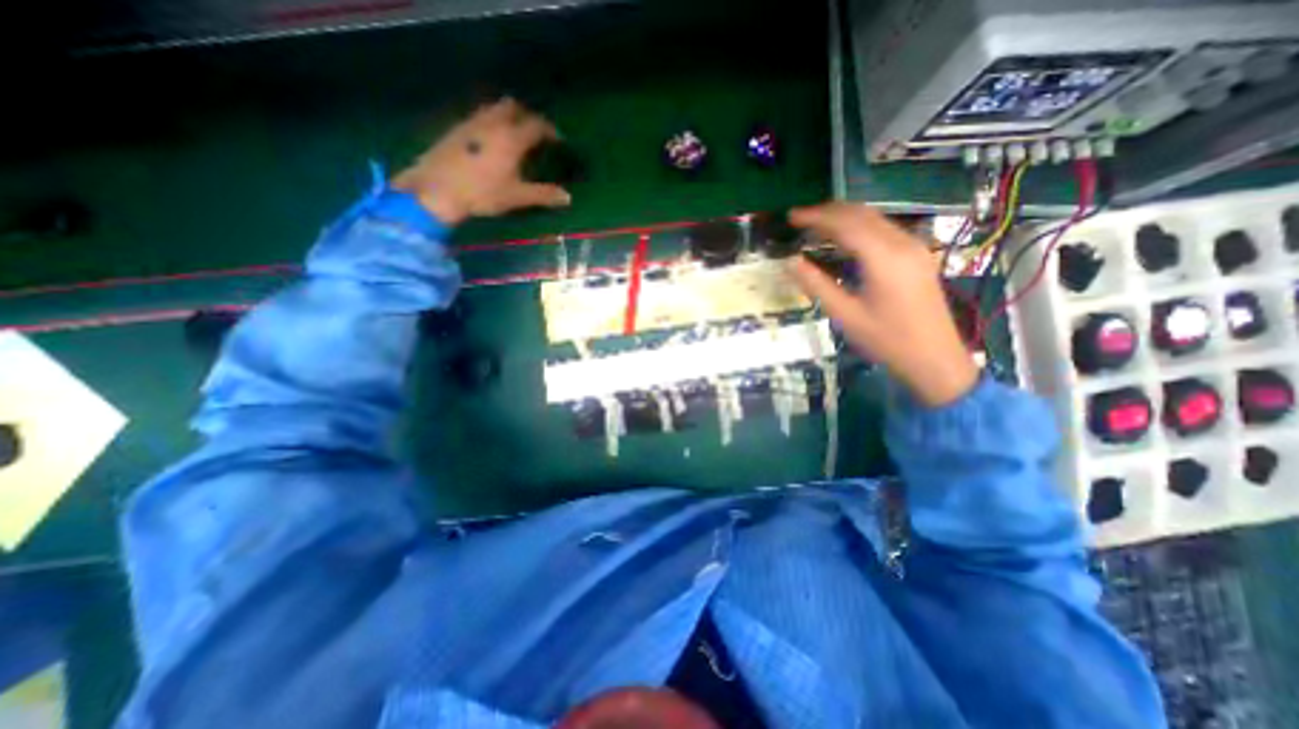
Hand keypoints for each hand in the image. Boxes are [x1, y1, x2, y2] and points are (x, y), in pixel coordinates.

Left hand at [392, 95, 568, 225]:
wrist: (437, 190)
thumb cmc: (483, 193)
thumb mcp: (517, 196)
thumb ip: (543, 194)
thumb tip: (567, 197)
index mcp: (511, 138)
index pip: (536, 125)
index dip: (550, 131)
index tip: (557, 140)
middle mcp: (492, 123)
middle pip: (513, 107)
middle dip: (527, 116)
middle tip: (534, 133)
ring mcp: (471, 123)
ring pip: (493, 108)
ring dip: (507, 116)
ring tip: (513, 135)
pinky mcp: (455, 129)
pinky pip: (478, 117)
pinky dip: (490, 123)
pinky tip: (489, 142)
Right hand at [781, 206, 974, 405]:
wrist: (934, 358)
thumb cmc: (887, 340)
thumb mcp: (845, 315)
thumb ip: (816, 285)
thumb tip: (791, 262)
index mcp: (884, 258)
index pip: (845, 224)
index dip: (815, 217)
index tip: (790, 217)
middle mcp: (902, 243)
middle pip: (861, 213)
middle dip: (828, 211)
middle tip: (799, 218)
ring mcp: (914, 247)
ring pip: (875, 218)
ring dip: (844, 217)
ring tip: (815, 225)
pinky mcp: (918, 255)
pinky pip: (884, 229)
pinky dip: (859, 227)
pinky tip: (843, 239)